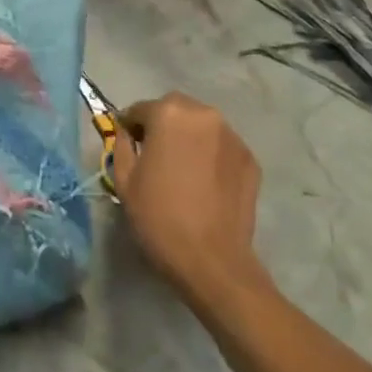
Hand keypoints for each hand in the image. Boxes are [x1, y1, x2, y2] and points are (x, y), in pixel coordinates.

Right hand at [110, 92, 263, 304]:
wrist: (212, 262)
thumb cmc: (160, 218)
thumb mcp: (124, 180)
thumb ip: (121, 146)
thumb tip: (126, 134)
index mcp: (168, 114)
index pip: (141, 110)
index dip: (130, 127)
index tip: (129, 146)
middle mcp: (203, 114)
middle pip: (174, 110)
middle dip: (162, 126)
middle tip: (156, 155)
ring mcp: (231, 135)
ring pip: (201, 125)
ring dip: (189, 137)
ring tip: (183, 168)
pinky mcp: (250, 158)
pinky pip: (221, 146)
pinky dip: (211, 154)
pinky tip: (205, 182)